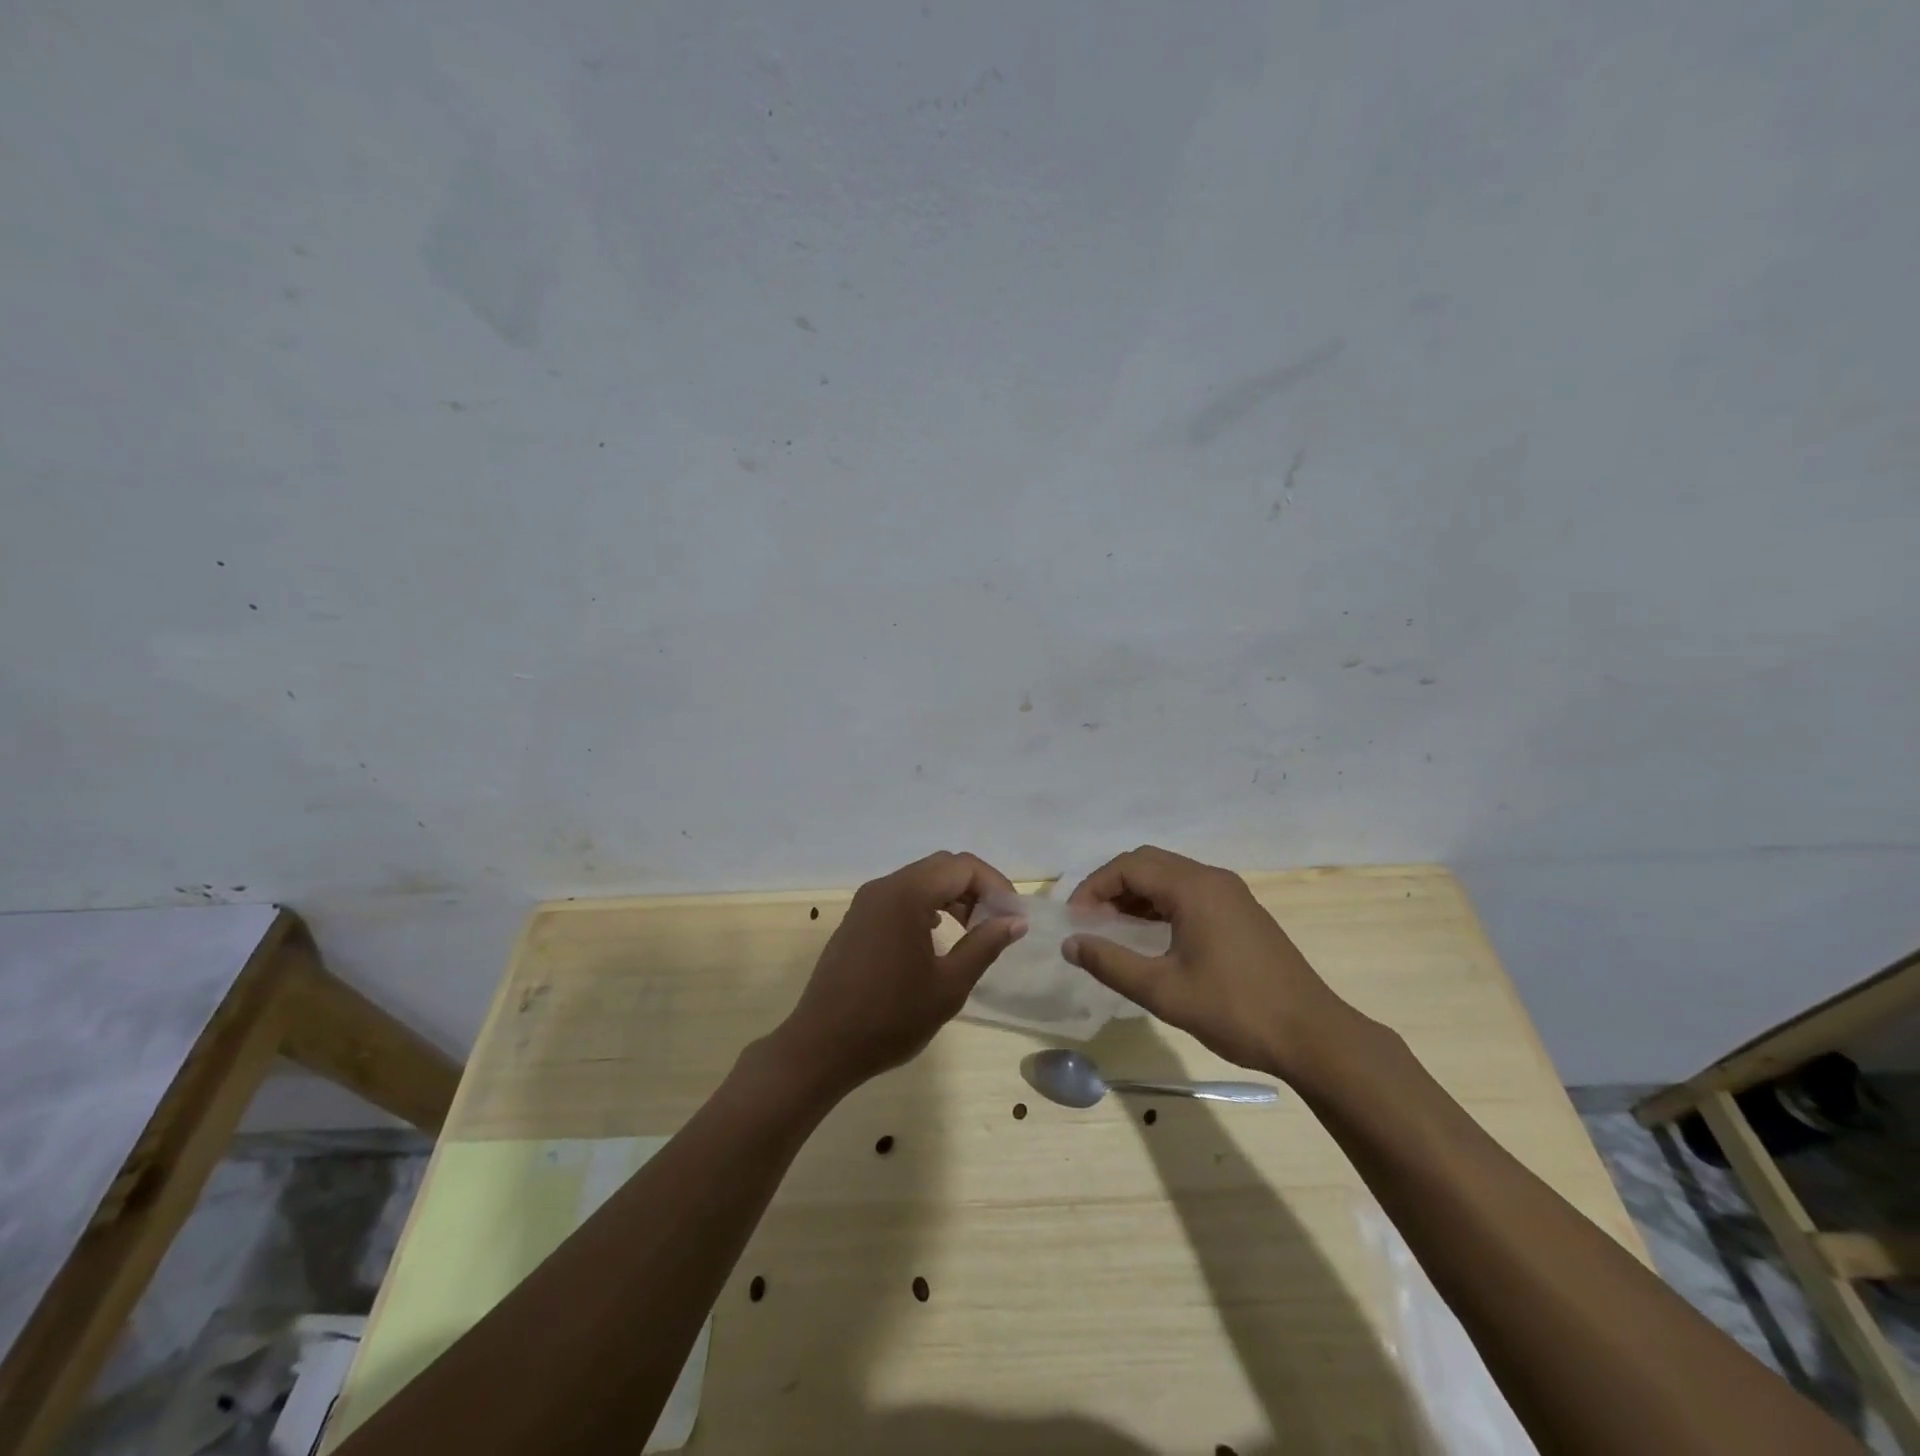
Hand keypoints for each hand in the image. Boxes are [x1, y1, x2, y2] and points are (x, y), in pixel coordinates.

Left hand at [771, 851, 1026, 1096]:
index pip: (964, 867)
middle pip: (942, 867)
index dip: (996, 886)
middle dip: (976, 889)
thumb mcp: (949, 985)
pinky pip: (901, 897)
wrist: (822, 1046)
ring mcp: (866, 902)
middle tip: (996, 924)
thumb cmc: (891, 1018)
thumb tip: (1015, 920)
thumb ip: (985, 945)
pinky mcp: (857, 919)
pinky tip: (937, 938)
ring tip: (972, 933)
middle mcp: (884, 887)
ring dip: (952, 897)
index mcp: (907, 894)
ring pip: (921, 880)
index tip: (1014, 918)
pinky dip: (928, 906)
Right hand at [1063, 846, 1356, 1081]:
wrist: (1312, 1035)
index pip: (1129, 867)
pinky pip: (1189, 891)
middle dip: (1112, 886)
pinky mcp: (1241, 911)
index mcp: (1193, 888)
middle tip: (1090, 921)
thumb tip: (1070, 944)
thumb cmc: (1234, 1010)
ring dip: (1136, 894)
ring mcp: (1231, 893)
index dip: (1094, 887)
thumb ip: (1111, 963)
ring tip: (1113, 928)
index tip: (1075, 921)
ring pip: (1169, 876)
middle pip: (1148, 862)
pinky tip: (1151, 935)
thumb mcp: (1163, 991)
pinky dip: (1161, 903)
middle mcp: (1212, 879)